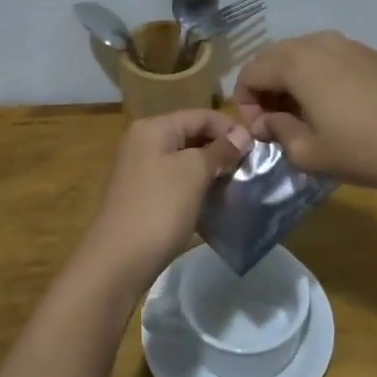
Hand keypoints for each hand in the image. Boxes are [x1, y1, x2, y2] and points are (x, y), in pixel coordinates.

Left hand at [76, 109, 252, 291]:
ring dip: (211, 169)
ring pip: (185, 159)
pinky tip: (214, 200)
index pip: (201, 115)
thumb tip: (243, 134)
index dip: (230, 128)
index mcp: (153, 128)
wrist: (118, 261)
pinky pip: (176, 180)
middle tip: (250, 168)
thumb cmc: (159, 208)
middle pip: (192, 134)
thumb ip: (220, 150)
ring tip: (236, 184)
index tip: (258, 149)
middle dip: (222, 148)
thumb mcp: (194, 173)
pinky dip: (196, 186)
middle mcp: (143, 142)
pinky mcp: (143, 194)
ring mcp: (141, 169)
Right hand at [234, 31, 376, 195]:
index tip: (258, 132)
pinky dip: (321, 77)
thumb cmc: (364, 150)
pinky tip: (339, 108)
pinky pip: (333, 59)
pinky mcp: (375, 54)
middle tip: (275, 122)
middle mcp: (319, 43)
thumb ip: (277, 133)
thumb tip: (266, 122)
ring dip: (293, 80)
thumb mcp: (309, 154)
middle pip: (274, 56)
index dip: (244, 102)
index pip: (250, 72)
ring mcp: (351, 44)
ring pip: (305, 55)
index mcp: (296, 62)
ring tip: (305, 115)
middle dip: (266, 87)